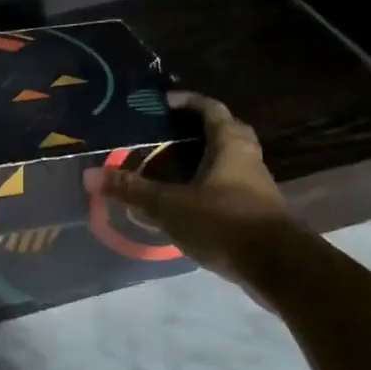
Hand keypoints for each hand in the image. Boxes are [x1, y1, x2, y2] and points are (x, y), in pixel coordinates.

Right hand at [84, 91, 296, 288]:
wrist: (280, 267)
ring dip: (207, 161)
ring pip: (232, 163)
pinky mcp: (260, 214)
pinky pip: (233, 189)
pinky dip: (212, 189)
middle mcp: (248, 160)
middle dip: (202, 129)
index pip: (211, 109)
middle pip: (228, 132)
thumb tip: (90, 175)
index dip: (189, 101)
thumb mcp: (170, 206)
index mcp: (230, 146)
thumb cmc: (225, 223)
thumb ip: (132, 191)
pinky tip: (191, 204)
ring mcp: (258, 188)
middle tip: (173, 133)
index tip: (165, 102)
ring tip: (175, 169)